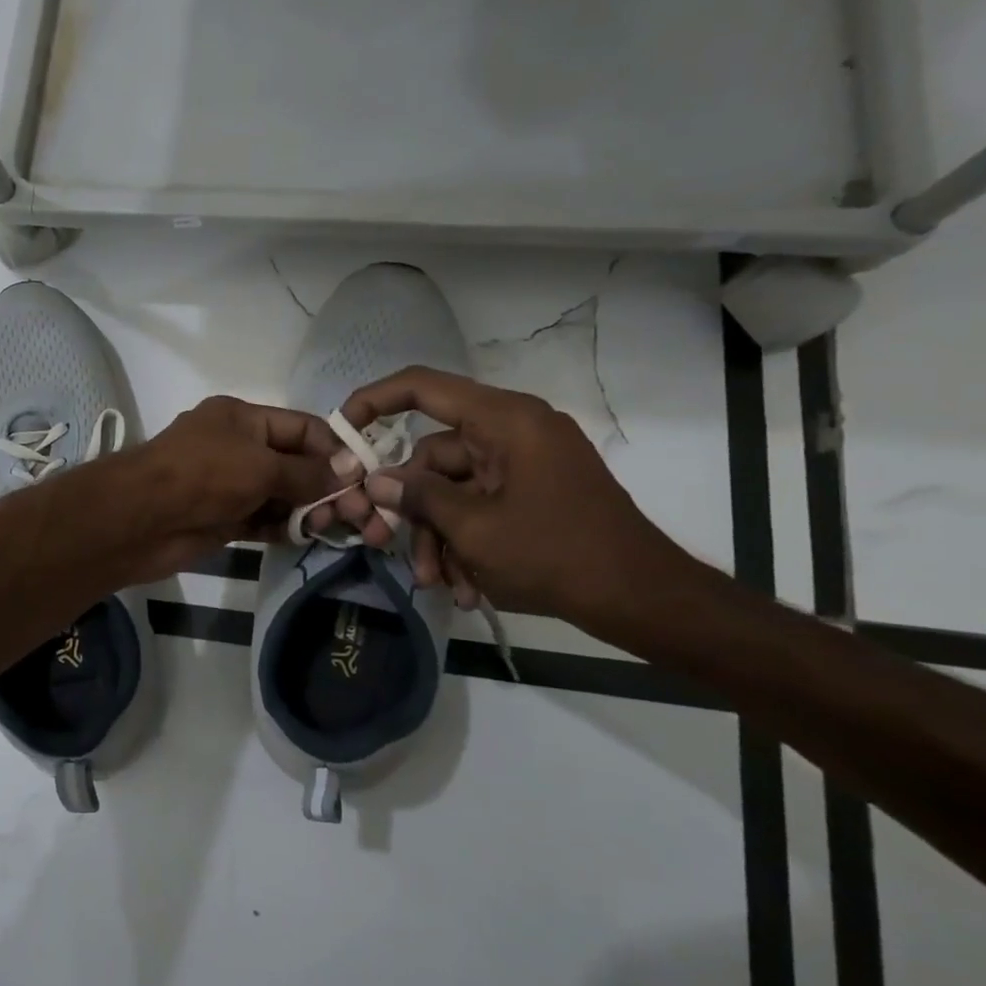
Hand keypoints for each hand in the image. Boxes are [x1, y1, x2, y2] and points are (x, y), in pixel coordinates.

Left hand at [86, 396, 344, 583]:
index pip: (301, 427)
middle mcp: (236, 447)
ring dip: (307, 509)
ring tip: (335, 528)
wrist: (140, 519)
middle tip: (357, 513)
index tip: (363, 475)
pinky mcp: (222, 518)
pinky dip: (284, 527)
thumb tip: (349, 470)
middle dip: (325, 485)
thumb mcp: (260, 465)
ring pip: (279, 494)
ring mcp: (228, 484)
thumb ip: (307, 471)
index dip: (333, 449)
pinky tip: (308, 537)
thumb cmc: (203, 476)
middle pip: (293, 462)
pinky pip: (262, 519)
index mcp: (242, 418)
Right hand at [313, 367, 690, 626]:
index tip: (343, 429)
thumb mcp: (474, 529)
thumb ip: (419, 497)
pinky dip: (467, 541)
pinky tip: (467, 586)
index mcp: (504, 421)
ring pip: (453, 489)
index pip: (423, 387)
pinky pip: (480, 505)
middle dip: (414, 509)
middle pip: (434, 456)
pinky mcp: (532, 491)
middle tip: (389, 546)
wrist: (643, 598)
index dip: (375, 400)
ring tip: (440, 583)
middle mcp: (512, 431)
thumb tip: (378, 481)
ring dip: (439, 536)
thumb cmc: (556, 554)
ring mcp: (524, 463)